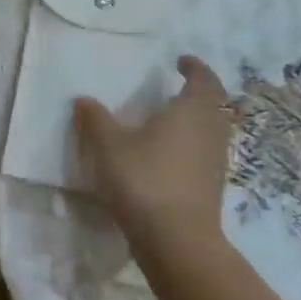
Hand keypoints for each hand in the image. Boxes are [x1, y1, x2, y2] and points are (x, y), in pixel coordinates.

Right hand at [76, 55, 233, 246]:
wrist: (175, 238)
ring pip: (211, 131)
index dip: (195, 68)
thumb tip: (84, 100)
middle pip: (214, 106)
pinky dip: (190, 146)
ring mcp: (215, 162)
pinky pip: (203, 154)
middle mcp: (211, 132)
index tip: (181, 61)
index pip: (203, 81)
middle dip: (198, 94)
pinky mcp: (210, 187)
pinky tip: (165, 154)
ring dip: (195, 121)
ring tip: (168, 120)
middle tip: (175, 89)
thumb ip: (96, 119)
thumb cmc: (143, 178)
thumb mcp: (108, 144)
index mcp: (192, 112)